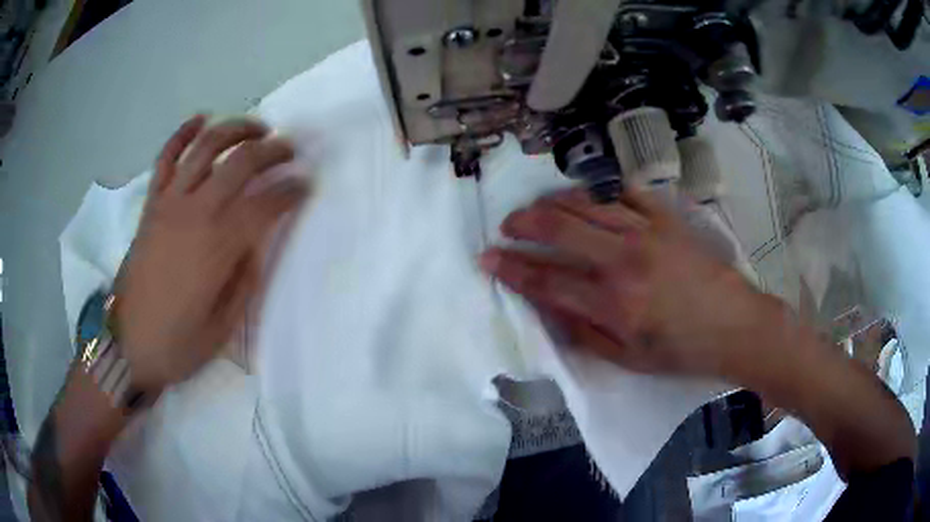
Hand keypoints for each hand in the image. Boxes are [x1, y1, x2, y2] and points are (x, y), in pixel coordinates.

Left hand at [116, 115, 307, 392]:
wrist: (128, 347)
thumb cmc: (178, 344)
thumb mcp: (224, 326)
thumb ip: (245, 279)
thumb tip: (256, 242)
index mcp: (217, 247)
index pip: (265, 203)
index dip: (292, 190)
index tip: (306, 186)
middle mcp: (195, 213)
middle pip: (241, 162)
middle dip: (273, 150)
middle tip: (289, 151)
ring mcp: (169, 203)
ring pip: (206, 146)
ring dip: (236, 129)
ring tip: (256, 129)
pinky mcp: (151, 204)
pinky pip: (165, 157)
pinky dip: (183, 133)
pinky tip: (200, 119)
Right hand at [480, 187, 774, 377]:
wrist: (734, 325)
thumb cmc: (680, 350)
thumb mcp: (627, 358)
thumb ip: (582, 332)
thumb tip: (546, 306)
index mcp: (612, 303)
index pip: (546, 280)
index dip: (511, 268)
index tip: (487, 258)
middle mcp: (623, 260)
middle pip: (558, 229)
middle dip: (522, 224)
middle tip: (507, 226)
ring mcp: (646, 232)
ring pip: (586, 203)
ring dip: (553, 202)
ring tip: (537, 208)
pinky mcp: (666, 217)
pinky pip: (624, 192)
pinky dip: (598, 190)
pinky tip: (586, 195)